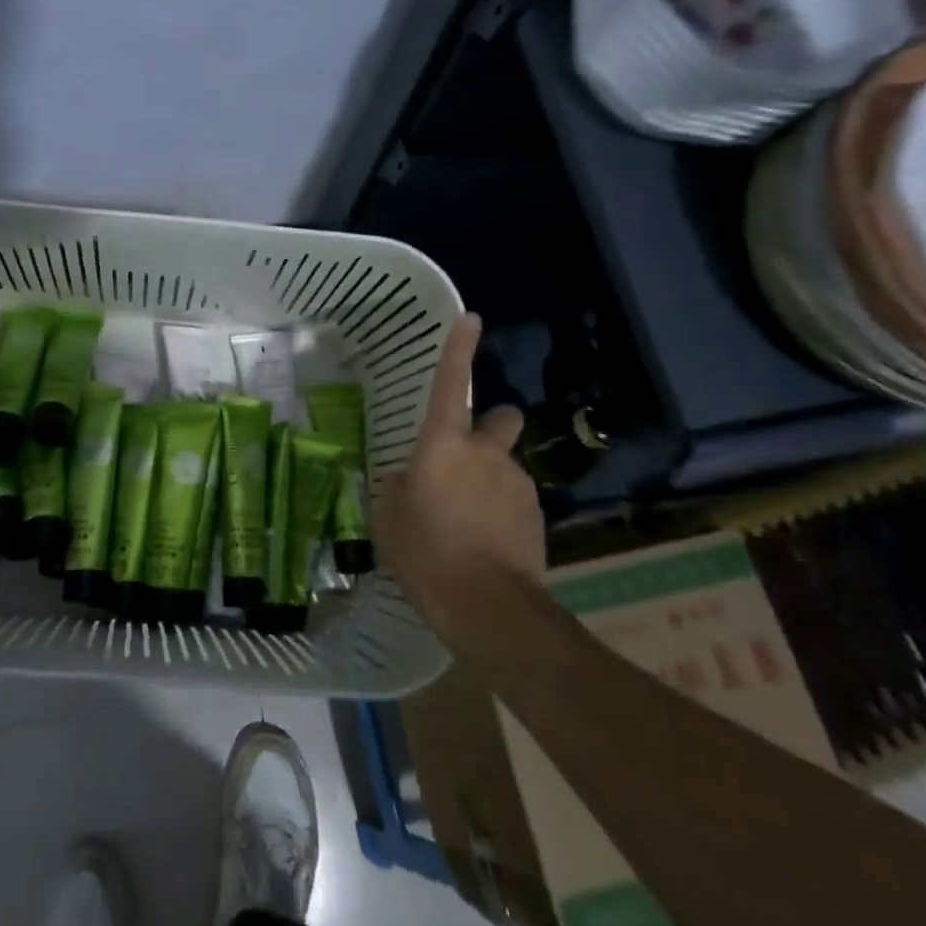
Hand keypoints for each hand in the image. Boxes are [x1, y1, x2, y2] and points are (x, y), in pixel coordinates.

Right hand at [376, 315, 545, 641]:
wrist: (488, 607)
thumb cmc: (426, 555)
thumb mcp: (388, 520)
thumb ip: (398, 489)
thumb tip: (408, 481)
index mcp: (442, 445)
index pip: (450, 383)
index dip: (458, 348)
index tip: (470, 318)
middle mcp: (485, 452)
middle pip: (500, 418)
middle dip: (490, 425)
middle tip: (468, 456)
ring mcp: (516, 482)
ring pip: (505, 465)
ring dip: (491, 480)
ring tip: (470, 524)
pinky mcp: (536, 513)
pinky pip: (515, 499)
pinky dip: (503, 512)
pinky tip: (488, 544)